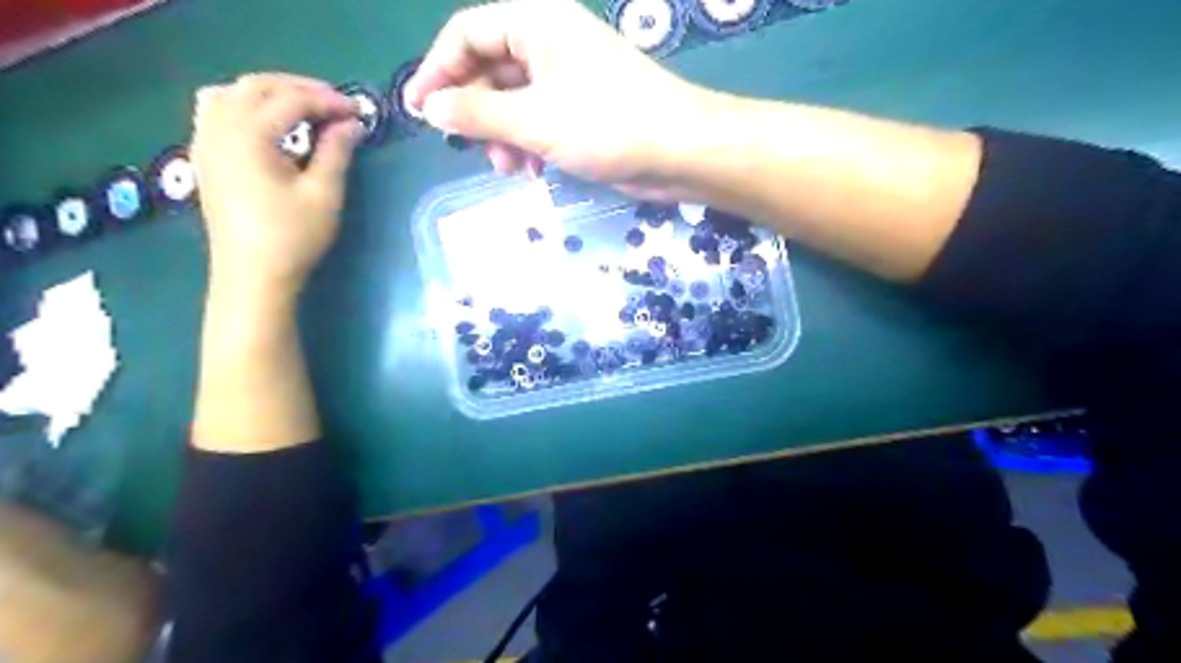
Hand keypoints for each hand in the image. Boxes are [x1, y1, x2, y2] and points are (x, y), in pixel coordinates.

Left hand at [191, 71, 364, 299]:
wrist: (253, 275)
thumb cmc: (293, 237)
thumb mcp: (323, 194)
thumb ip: (336, 152)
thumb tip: (352, 124)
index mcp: (248, 135)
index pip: (291, 100)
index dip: (328, 101)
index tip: (359, 111)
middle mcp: (219, 128)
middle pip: (256, 86)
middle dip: (299, 89)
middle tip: (336, 104)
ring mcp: (205, 141)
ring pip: (230, 93)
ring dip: (269, 92)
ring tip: (302, 108)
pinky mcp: (205, 157)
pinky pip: (216, 111)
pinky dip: (245, 105)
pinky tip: (268, 125)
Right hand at [406, 0, 718, 200]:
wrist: (679, 151)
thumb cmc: (606, 125)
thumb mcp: (533, 120)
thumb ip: (477, 113)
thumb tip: (431, 107)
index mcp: (536, 22)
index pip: (468, 34)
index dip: (437, 70)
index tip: (419, 111)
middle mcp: (550, 42)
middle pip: (490, 69)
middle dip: (476, 112)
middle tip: (467, 147)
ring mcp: (568, 77)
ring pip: (514, 101)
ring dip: (502, 135)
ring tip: (507, 168)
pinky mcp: (582, 109)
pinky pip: (539, 120)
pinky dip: (528, 143)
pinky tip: (531, 170)